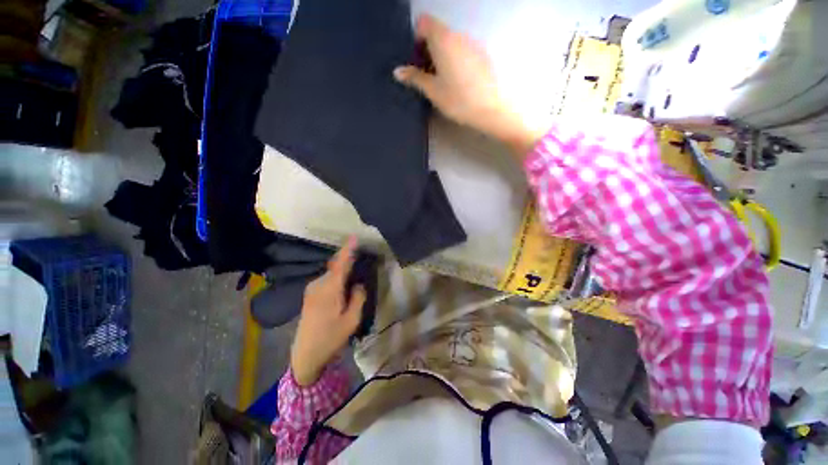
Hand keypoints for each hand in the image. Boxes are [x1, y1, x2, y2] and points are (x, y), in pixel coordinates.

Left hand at [290, 237, 365, 385]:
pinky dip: (337, 276)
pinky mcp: (310, 294)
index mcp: (329, 290)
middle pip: (335, 266)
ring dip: (343, 268)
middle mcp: (318, 285)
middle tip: (361, 253)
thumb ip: (358, 298)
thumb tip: (358, 284)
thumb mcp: (351, 320)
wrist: (305, 355)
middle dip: (347, 258)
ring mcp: (312, 289)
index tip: (354, 237)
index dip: (348, 250)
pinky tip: (344, 281)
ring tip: (355, 267)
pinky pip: (327, 279)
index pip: (340, 264)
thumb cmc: (330, 338)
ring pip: (331, 272)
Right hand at [393, 14, 545, 154]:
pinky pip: (464, 51)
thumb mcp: (432, 90)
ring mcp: (473, 44)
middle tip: (427, 74)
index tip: (417, 58)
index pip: (425, 22)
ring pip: (452, 43)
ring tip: (444, 81)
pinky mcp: (483, 56)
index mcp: (443, 40)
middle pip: (438, 32)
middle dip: (429, 49)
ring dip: (443, 56)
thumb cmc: (457, 100)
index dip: (417, 37)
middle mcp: (459, 36)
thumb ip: (415, 78)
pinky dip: (456, 60)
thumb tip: (397, 71)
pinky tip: (459, 82)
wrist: (490, 109)